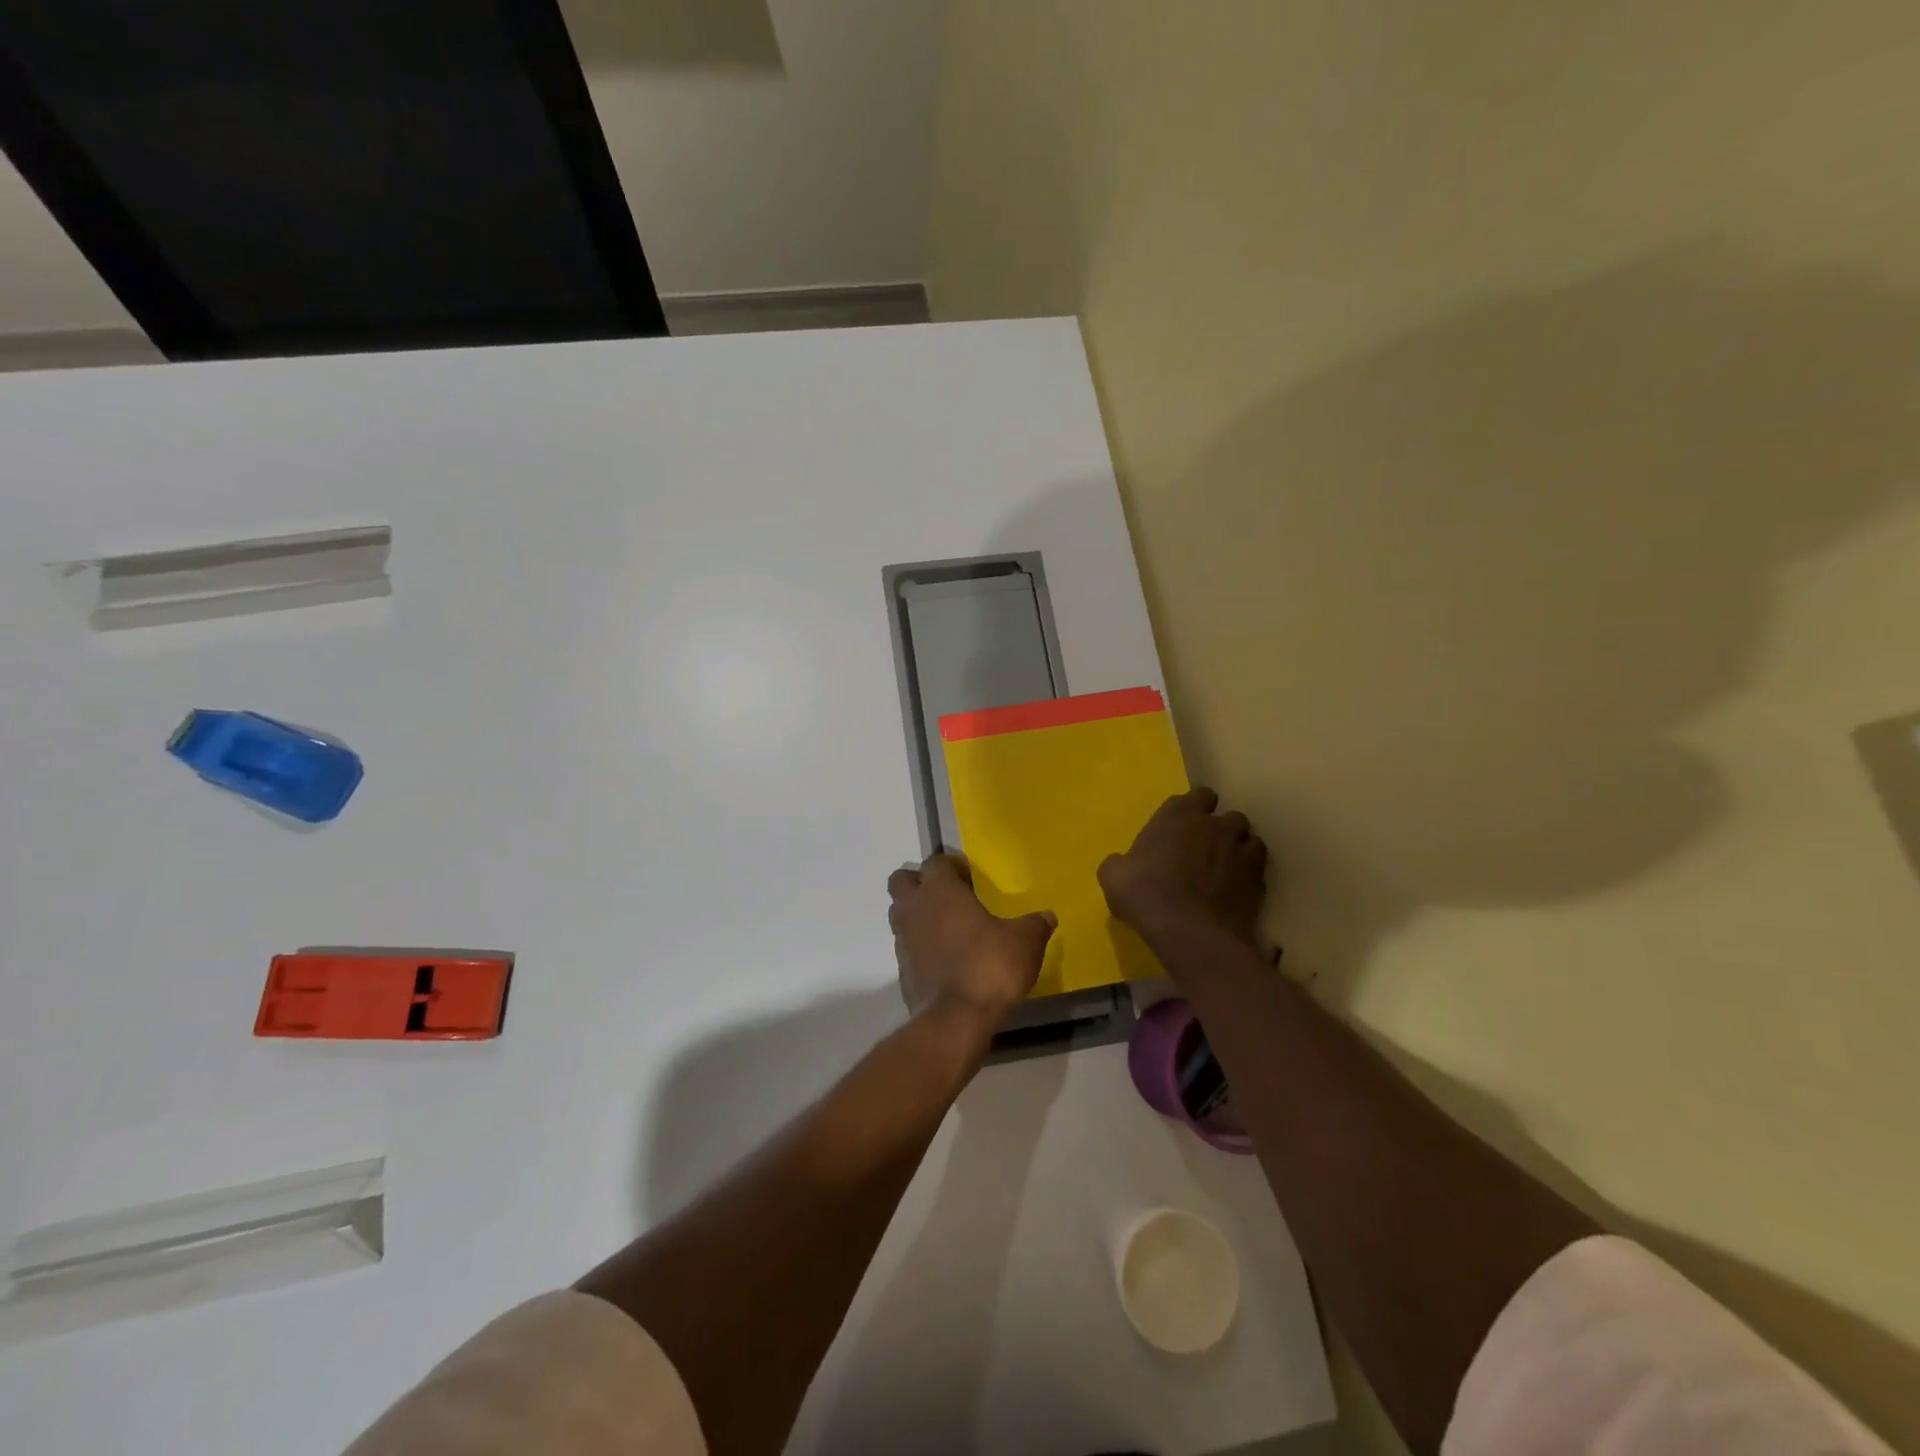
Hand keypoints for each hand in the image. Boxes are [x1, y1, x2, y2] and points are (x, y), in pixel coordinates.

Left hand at [888, 854, 1055, 1030]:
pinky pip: (906, 945)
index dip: (951, 866)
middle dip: (920, 883)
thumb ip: (1035, 924)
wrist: (955, 1020)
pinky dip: (920, 945)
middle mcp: (914, 908)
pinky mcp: (901, 969)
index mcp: (940, 891)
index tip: (971, 879)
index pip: (935, 862)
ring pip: (899, 912)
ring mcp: (903, 940)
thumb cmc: (989, 966)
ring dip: (917, 913)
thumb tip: (1047, 916)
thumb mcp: (1025, 942)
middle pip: (902, 880)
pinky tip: (945, 958)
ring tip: (947, 927)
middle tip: (949, 896)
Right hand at [1099, 787, 1269, 946]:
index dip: (1195, 809)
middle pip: (1229, 817)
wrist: (1189, 933)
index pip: (1199, 795)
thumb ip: (1122, 861)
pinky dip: (1249, 878)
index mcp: (1180, 815)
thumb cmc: (1145, 894)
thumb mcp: (1114, 875)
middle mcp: (1216, 826)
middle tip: (1206, 850)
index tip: (1185, 825)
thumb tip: (1122, 864)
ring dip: (1240, 851)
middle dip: (1221, 830)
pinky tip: (1236, 893)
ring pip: (1250, 841)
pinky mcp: (1258, 883)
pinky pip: (1258, 872)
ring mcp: (1242, 853)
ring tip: (1226, 870)